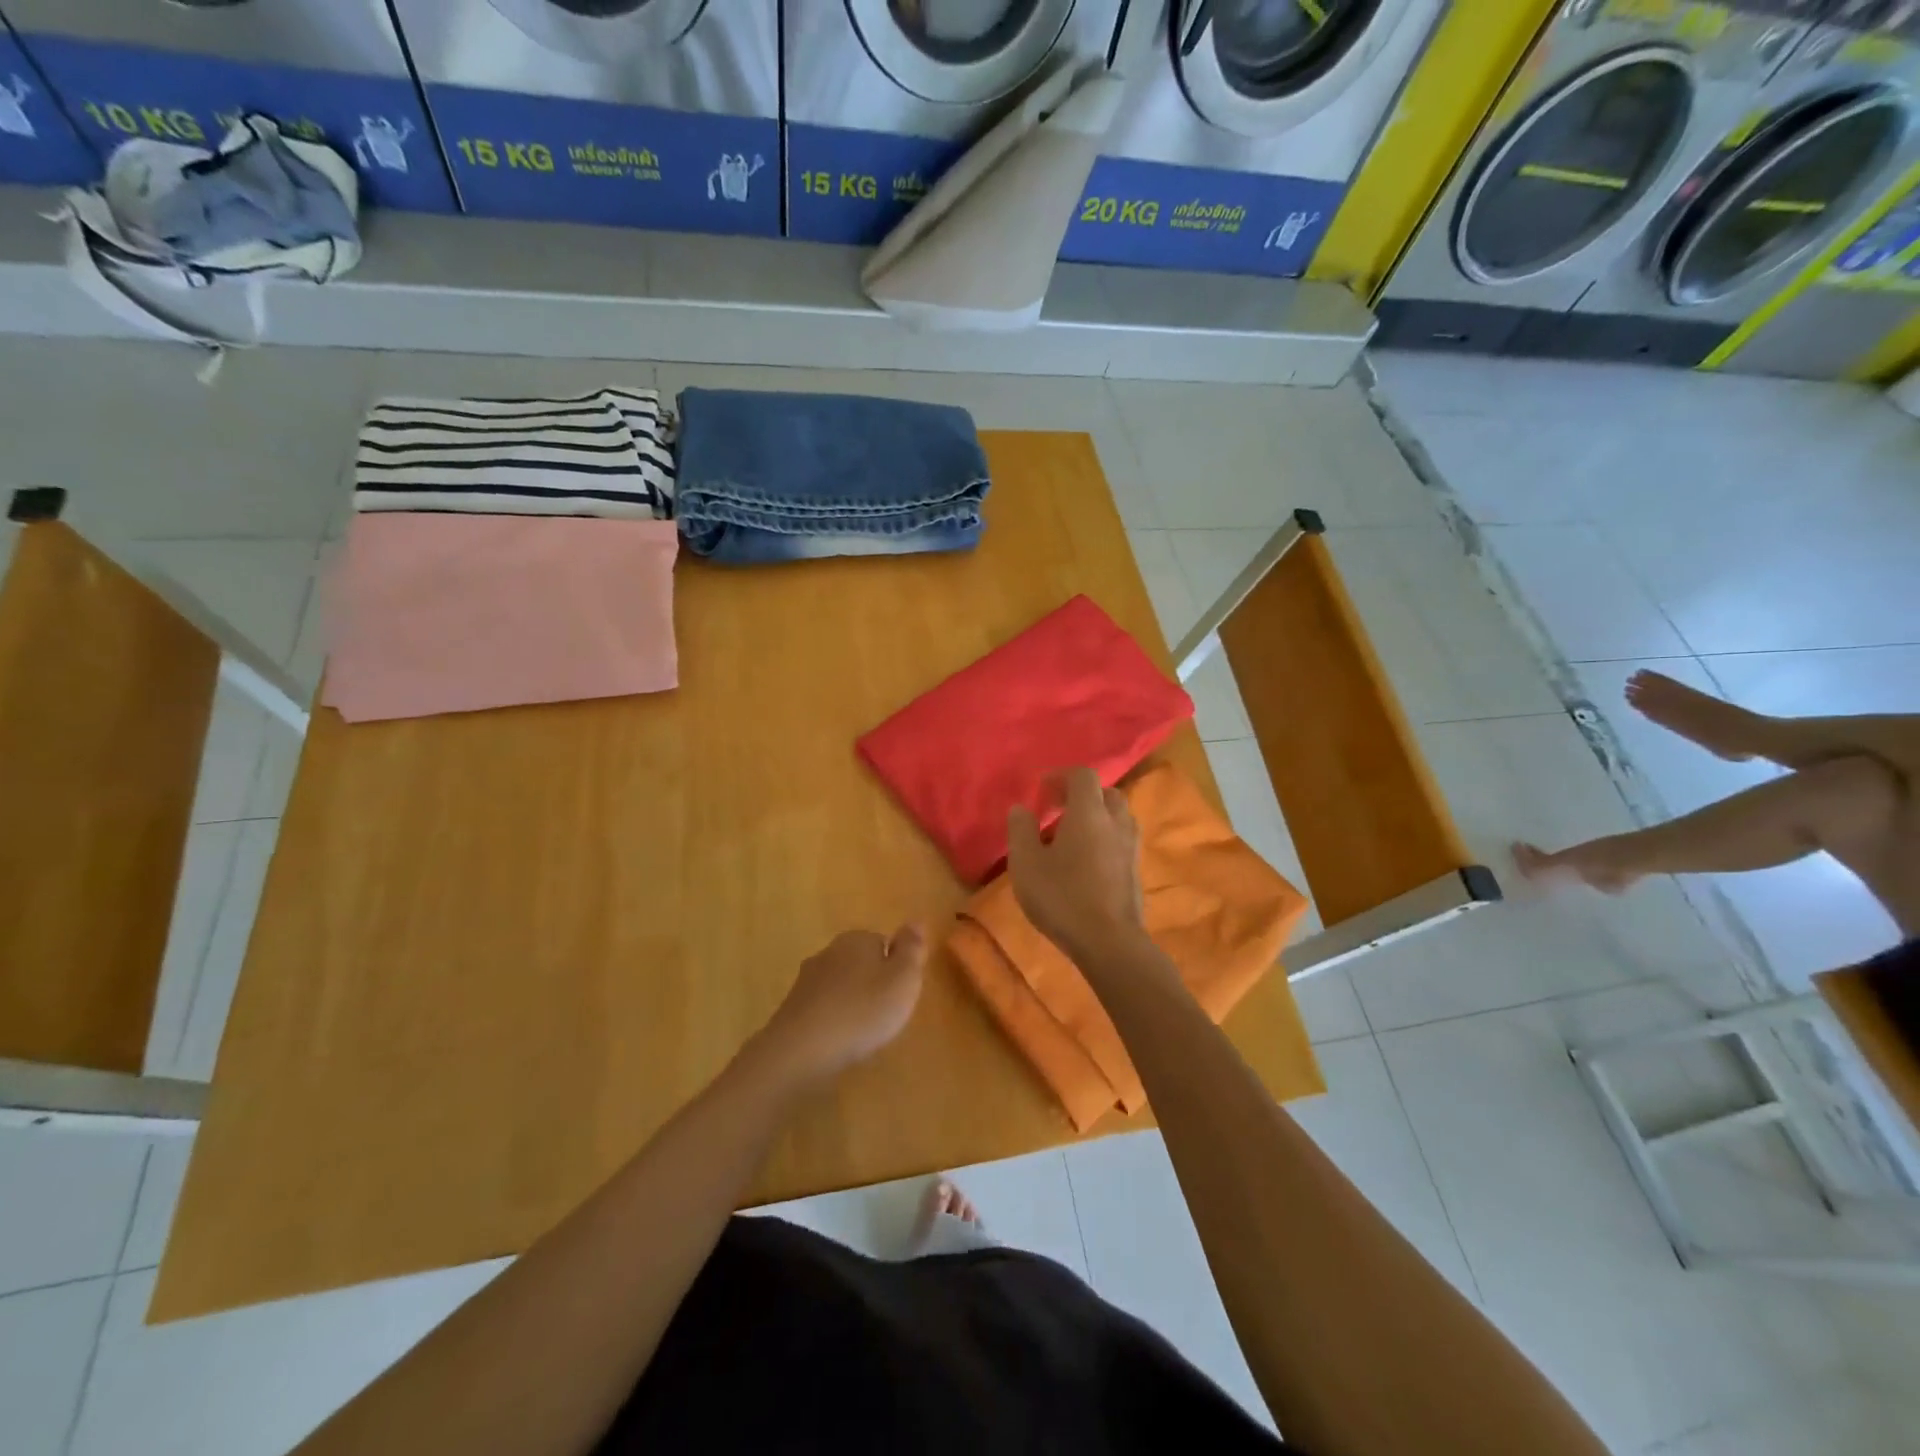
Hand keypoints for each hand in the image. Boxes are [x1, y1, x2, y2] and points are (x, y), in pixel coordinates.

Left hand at [760, 925, 927, 1085]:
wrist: (801, 1049)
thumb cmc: (862, 1011)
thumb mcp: (903, 980)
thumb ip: (912, 949)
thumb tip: (915, 920)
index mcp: (858, 939)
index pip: (884, 942)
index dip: (896, 969)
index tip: (901, 994)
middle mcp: (830, 951)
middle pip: (861, 962)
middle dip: (872, 983)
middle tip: (886, 1014)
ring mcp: (807, 978)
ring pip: (840, 984)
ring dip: (852, 1001)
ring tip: (863, 1031)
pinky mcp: (793, 1006)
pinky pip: (823, 1006)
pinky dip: (833, 1018)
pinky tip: (839, 1039)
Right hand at [1007, 767, 1148, 964]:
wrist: (1110, 943)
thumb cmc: (1062, 898)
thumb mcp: (1026, 864)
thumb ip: (1021, 830)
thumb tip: (1021, 808)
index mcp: (1089, 813)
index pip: (1083, 775)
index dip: (1061, 776)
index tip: (1041, 790)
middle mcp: (1116, 822)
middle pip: (1105, 793)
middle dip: (1082, 795)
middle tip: (1057, 811)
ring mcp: (1131, 847)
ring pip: (1117, 817)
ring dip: (1096, 817)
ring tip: (1071, 837)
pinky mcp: (1136, 871)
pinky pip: (1121, 840)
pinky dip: (1105, 839)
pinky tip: (1086, 862)